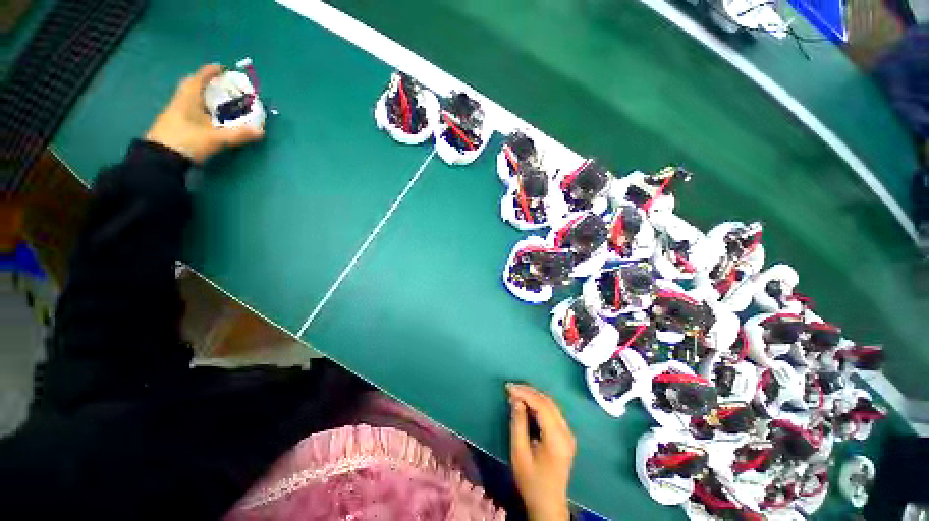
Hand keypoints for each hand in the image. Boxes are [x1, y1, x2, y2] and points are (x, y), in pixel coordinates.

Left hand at [145, 64, 263, 163]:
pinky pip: (191, 109)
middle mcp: (181, 101)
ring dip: (205, 96)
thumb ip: (238, 134)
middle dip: (208, 83)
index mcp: (189, 98)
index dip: (211, 71)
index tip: (223, 68)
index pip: (200, 78)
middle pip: (194, 86)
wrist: (160, 160)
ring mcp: (176, 112)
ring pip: (192, 98)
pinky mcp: (175, 124)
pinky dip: (201, 108)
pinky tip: (209, 116)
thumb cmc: (186, 141)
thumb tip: (261, 131)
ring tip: (219, 101)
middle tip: (222, 85)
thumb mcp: (215, 139)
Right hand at [507, 383, 576, 520]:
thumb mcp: (519, 453)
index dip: (525, 393)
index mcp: (557, 438)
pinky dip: (539, 404)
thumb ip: (518, 423)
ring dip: (534, 396)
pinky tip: (527, 403)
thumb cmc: (531, 481)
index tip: (508, 387)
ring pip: (551, 405)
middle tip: (511, 387)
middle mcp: (566, 432)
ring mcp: (568, 433)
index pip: (541, 406)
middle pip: (548, 402)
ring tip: (516, 392)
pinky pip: (552, 412)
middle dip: (529, 391)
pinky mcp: (566, 435)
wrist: (548, 504)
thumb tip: (516, 399)